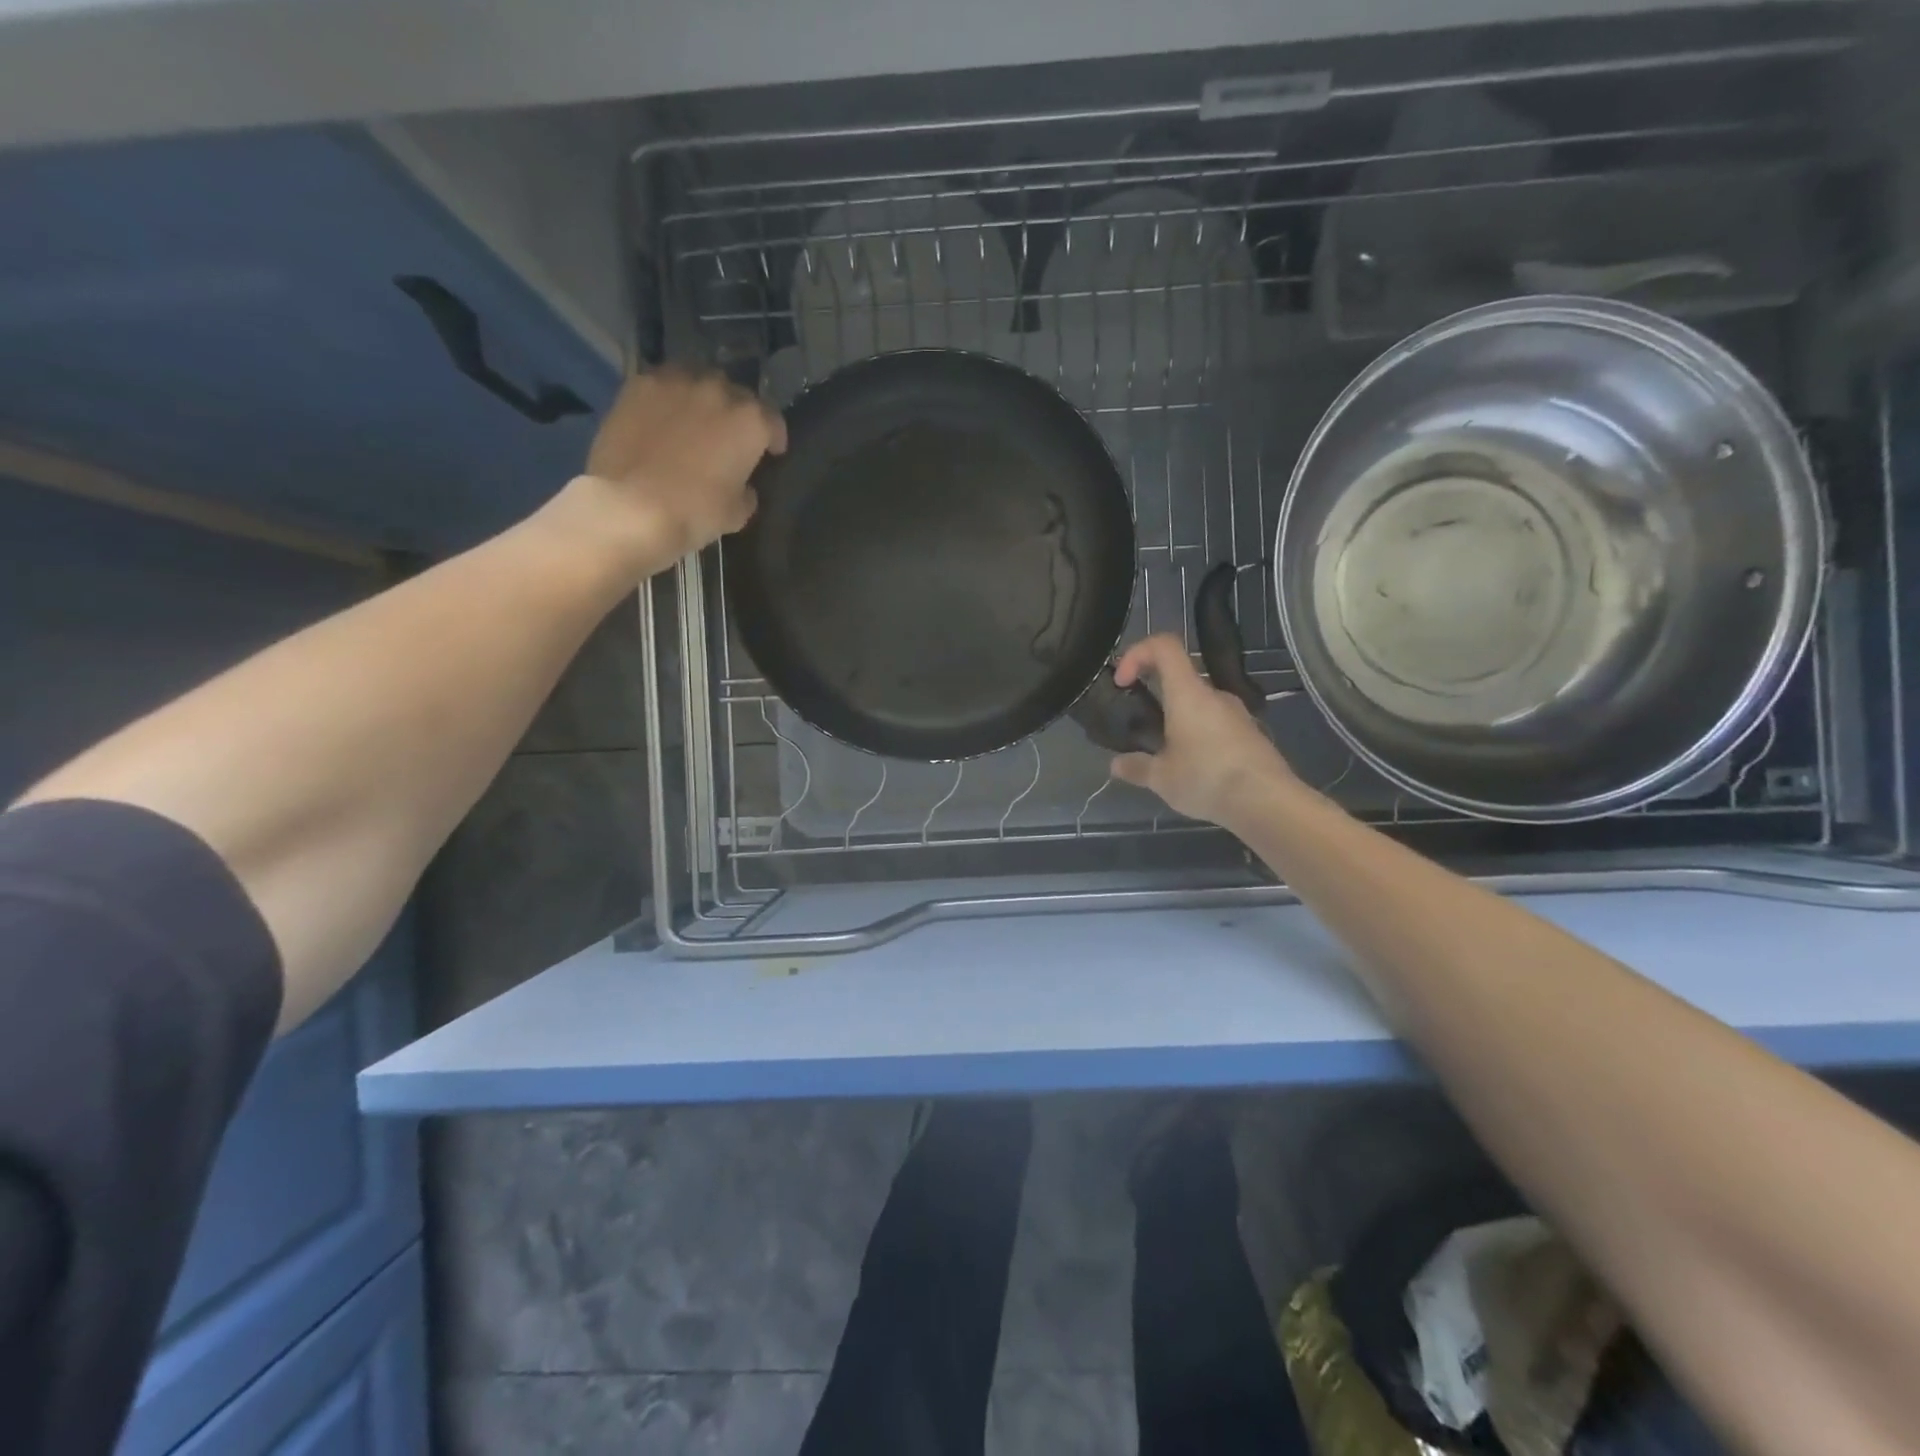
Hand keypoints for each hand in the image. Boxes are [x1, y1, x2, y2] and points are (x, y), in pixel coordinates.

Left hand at [569, 366, 787, 564]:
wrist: (631, 506)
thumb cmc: (694, 512)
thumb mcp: (736, 513)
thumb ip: (746, 492)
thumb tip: (742, 486)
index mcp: (750, 421)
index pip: (773, 421)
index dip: (773, 437)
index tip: (771, 452)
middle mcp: (718, 391)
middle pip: (735, 395)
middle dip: (736, 414)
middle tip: (728, 438)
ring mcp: (675, 382)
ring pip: (698, 381)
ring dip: (702, 399)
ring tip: (695, 421)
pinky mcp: (638, 385)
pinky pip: (663, 385)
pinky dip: (668, 399)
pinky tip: (662, 419)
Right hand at [1109, 633, 1293, 826]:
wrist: (1268, 802)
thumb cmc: (1207, 779)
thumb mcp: (1161, 778)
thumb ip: (1136, 767)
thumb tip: (1116, 765)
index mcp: (1188, 693)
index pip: (1164, 646)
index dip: (1138, 653)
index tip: (1123, 681)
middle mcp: (1214, 695)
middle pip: (1180, 676)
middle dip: (1155, 692)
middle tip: (1140, 722)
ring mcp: (1237, 713)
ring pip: (1199, 703)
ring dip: (1177, 718)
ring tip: (1166, 753)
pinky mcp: (1250, 733)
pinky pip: (1216, 723)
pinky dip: (1198, 734)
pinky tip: (1195, 767)